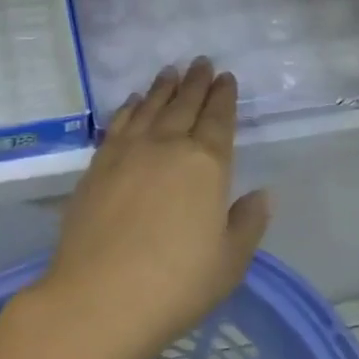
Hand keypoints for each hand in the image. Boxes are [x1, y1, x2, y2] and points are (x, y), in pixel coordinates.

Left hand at [36, 60, 271, 358]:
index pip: (218, 120)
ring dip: (163, 88)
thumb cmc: (176, 284)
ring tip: (171, 71)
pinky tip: (133, 102)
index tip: (226, 78)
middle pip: (184, 105)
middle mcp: (166, 146)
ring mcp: (127, 152)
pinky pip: (118, 124)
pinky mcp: (97, 165)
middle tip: (201, 62)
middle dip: (196, 82)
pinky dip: (129, 108)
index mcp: (206, 165)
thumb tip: (261, 194)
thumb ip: (247, 223)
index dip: (224, 97)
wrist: (100, 296)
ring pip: (149, 108)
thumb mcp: (229, 262)